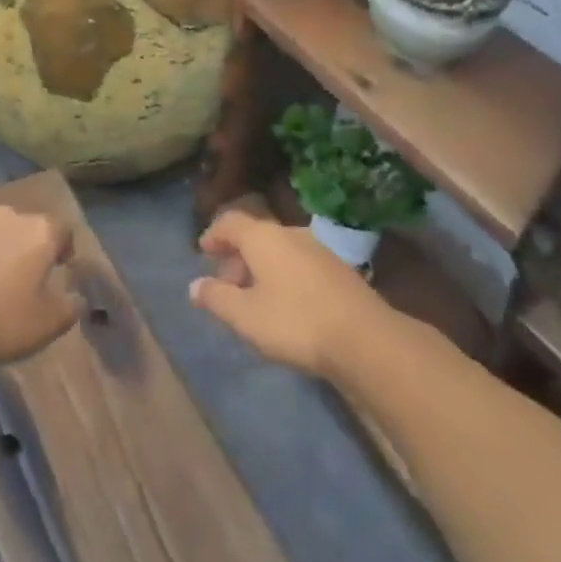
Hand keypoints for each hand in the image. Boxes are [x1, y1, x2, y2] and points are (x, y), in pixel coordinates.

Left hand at [0, 206, 81, 371]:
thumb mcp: (46, 325)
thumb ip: (69, 308)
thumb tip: (77, 298)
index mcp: (38, 232)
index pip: (62, 230)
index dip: (64, 249)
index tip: (60, 268)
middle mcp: (7, 216)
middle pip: (25, 227)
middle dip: (27, 248)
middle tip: (23, 279)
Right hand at [190, 210, 391, 378]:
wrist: (366, 340)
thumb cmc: (295, 322)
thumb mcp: (246, 316)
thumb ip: (217, 298)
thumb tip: (194, 286)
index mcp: (264, 237)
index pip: (230, 221)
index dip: (214, 234)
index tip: (203, 251)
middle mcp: (291, 233)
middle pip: (255, 236)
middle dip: (237, 257)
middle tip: (226, 284)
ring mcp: (319, 250)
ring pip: (279, 250)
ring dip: (261, 268)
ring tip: (254, 299)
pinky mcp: (339, 271)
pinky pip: (299, 264)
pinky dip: (283, 276)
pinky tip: (286, 305)